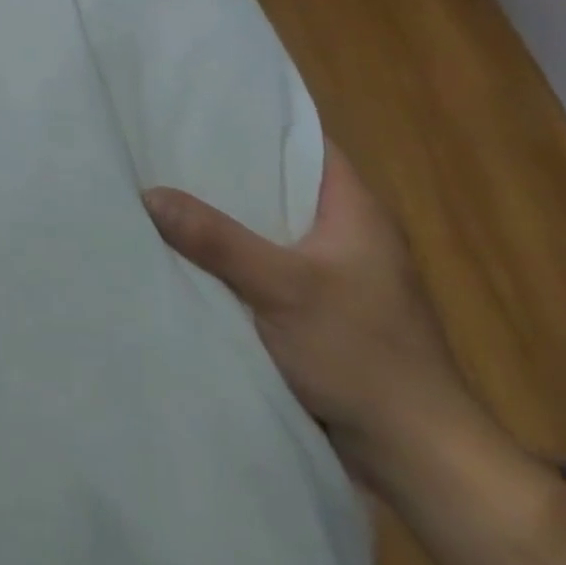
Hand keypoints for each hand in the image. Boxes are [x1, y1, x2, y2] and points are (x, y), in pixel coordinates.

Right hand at [142, 141, 470, 488]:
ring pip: (267, 226)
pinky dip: (232, 256)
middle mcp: (346, 232)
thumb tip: (148, 193)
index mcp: (354, 210)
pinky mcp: (319, 309)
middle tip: (164, 146)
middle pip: (278, 182)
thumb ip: (216, 239)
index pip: (305, 141)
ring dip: (225, 216)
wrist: (417, 457)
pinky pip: (265, 264)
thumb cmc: (362, 355)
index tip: (201, 107)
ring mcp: (333, 273)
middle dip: (226, 168)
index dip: (257, 120)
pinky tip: (190, 252)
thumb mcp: (283, 288)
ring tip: (165, 189)